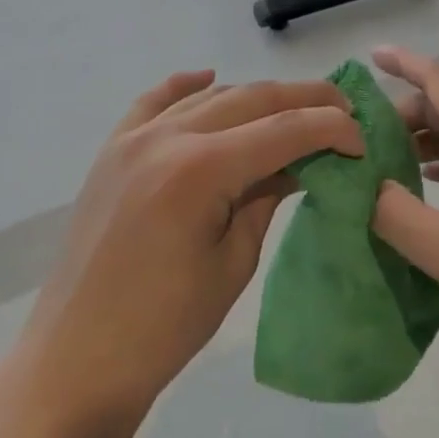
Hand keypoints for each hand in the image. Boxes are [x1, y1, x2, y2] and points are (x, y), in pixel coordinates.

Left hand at [16, 72, 363, 426]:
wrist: (76, 360)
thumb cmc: (165, 326)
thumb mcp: (233, 262)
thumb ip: (267, 198)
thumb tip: (300, 163)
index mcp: (201, 170)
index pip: (283, 129)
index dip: (331, 128)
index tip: (361, 139)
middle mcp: (167, 138)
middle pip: (250, 99)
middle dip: (303, 100)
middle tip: (341, 110)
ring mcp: (133, 139)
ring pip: (209, 96)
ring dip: (255, 97)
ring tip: (292, 107)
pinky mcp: (111, 151)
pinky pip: (153, 102)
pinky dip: (186, 86)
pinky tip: (208, 77)